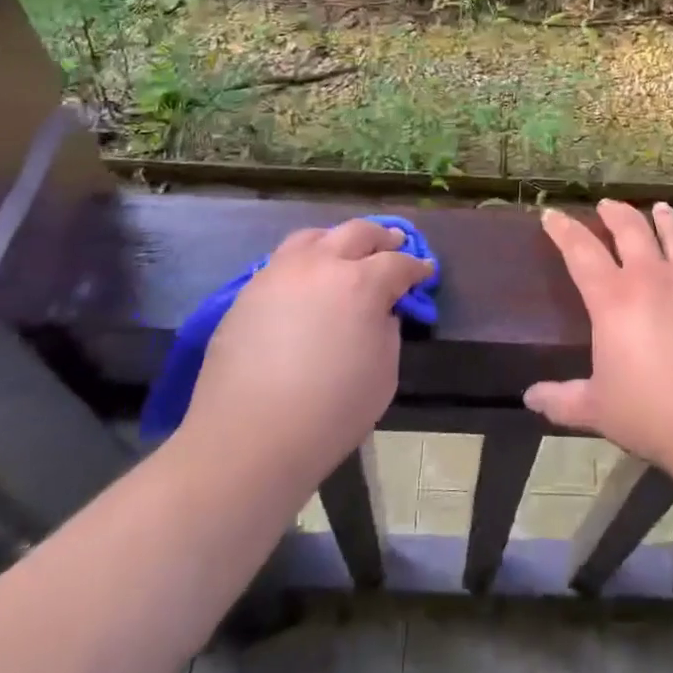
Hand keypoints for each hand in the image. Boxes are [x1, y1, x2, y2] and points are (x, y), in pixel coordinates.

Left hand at [178, 219, 430, 485]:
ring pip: (315, 236)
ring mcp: (280, 273)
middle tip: (394, 244)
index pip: (398, 263)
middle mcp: (321, 264)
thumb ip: (387, 331)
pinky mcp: (249, 290)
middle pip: (358, 232)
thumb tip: (379, 312)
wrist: (246, 440)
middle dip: (381, 237)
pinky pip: (284, 260)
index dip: (416, 266)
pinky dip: (305, 260)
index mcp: (361, 283)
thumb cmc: (328, 413)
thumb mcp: (383, 374)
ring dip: (338, 239)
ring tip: (345, 251)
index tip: (425, 270)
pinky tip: (307, 280)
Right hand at [525, 200, 672, 483]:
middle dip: (615, 213)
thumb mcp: (598, 410)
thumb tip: (530, 398)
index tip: (551, 214)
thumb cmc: (655, 414)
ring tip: (660, 208)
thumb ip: (562, 400)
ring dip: (665, 219)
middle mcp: (652, 278)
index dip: (563, 230)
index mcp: (613, 299)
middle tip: (606, 205)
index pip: (580, 251)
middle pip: (631, 229)